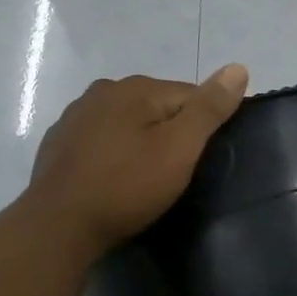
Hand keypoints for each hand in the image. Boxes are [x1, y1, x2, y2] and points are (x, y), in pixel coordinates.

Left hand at [27, 64, 248, 260]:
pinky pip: (101, 141)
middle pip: (157, 107)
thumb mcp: (179, 149)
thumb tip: (239, 68)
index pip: (190, 96)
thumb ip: (209, 108)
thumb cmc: (126, 186)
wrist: (57, 227)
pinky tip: (114, 180)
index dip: (204, 127)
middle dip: (171, 133)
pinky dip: (113, 154)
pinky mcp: (59, 143)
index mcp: (135, 87)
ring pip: (127, 123)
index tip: (203, 160)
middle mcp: (103, 90)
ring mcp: (75, 116)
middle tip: (176, 174)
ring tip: (146, 180)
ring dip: (140, 142)